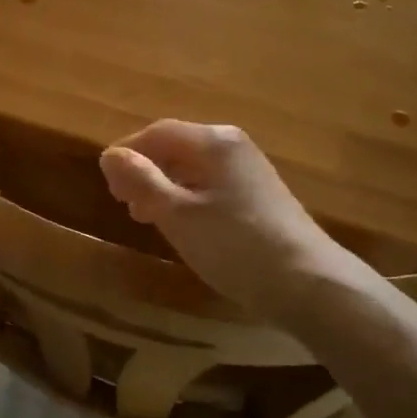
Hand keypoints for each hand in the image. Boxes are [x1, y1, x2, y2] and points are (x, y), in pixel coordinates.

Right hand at [99, 122, 354, 314]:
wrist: (310, 285)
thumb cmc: (236, 245)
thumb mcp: (178, 215)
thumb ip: (141, 181)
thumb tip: (109, 154)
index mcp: (213, 141)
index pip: (157, 132)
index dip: (127, 152)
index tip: (106, 182)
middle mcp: (233, 146)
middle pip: (176, 147)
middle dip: (145, 171)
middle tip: (123, 203)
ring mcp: (249, 170)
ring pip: (193, 168)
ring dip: (163, 187)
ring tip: (145, 217)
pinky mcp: (259, 196)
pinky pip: (210, 185)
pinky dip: (186, 198)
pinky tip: (181, 225)